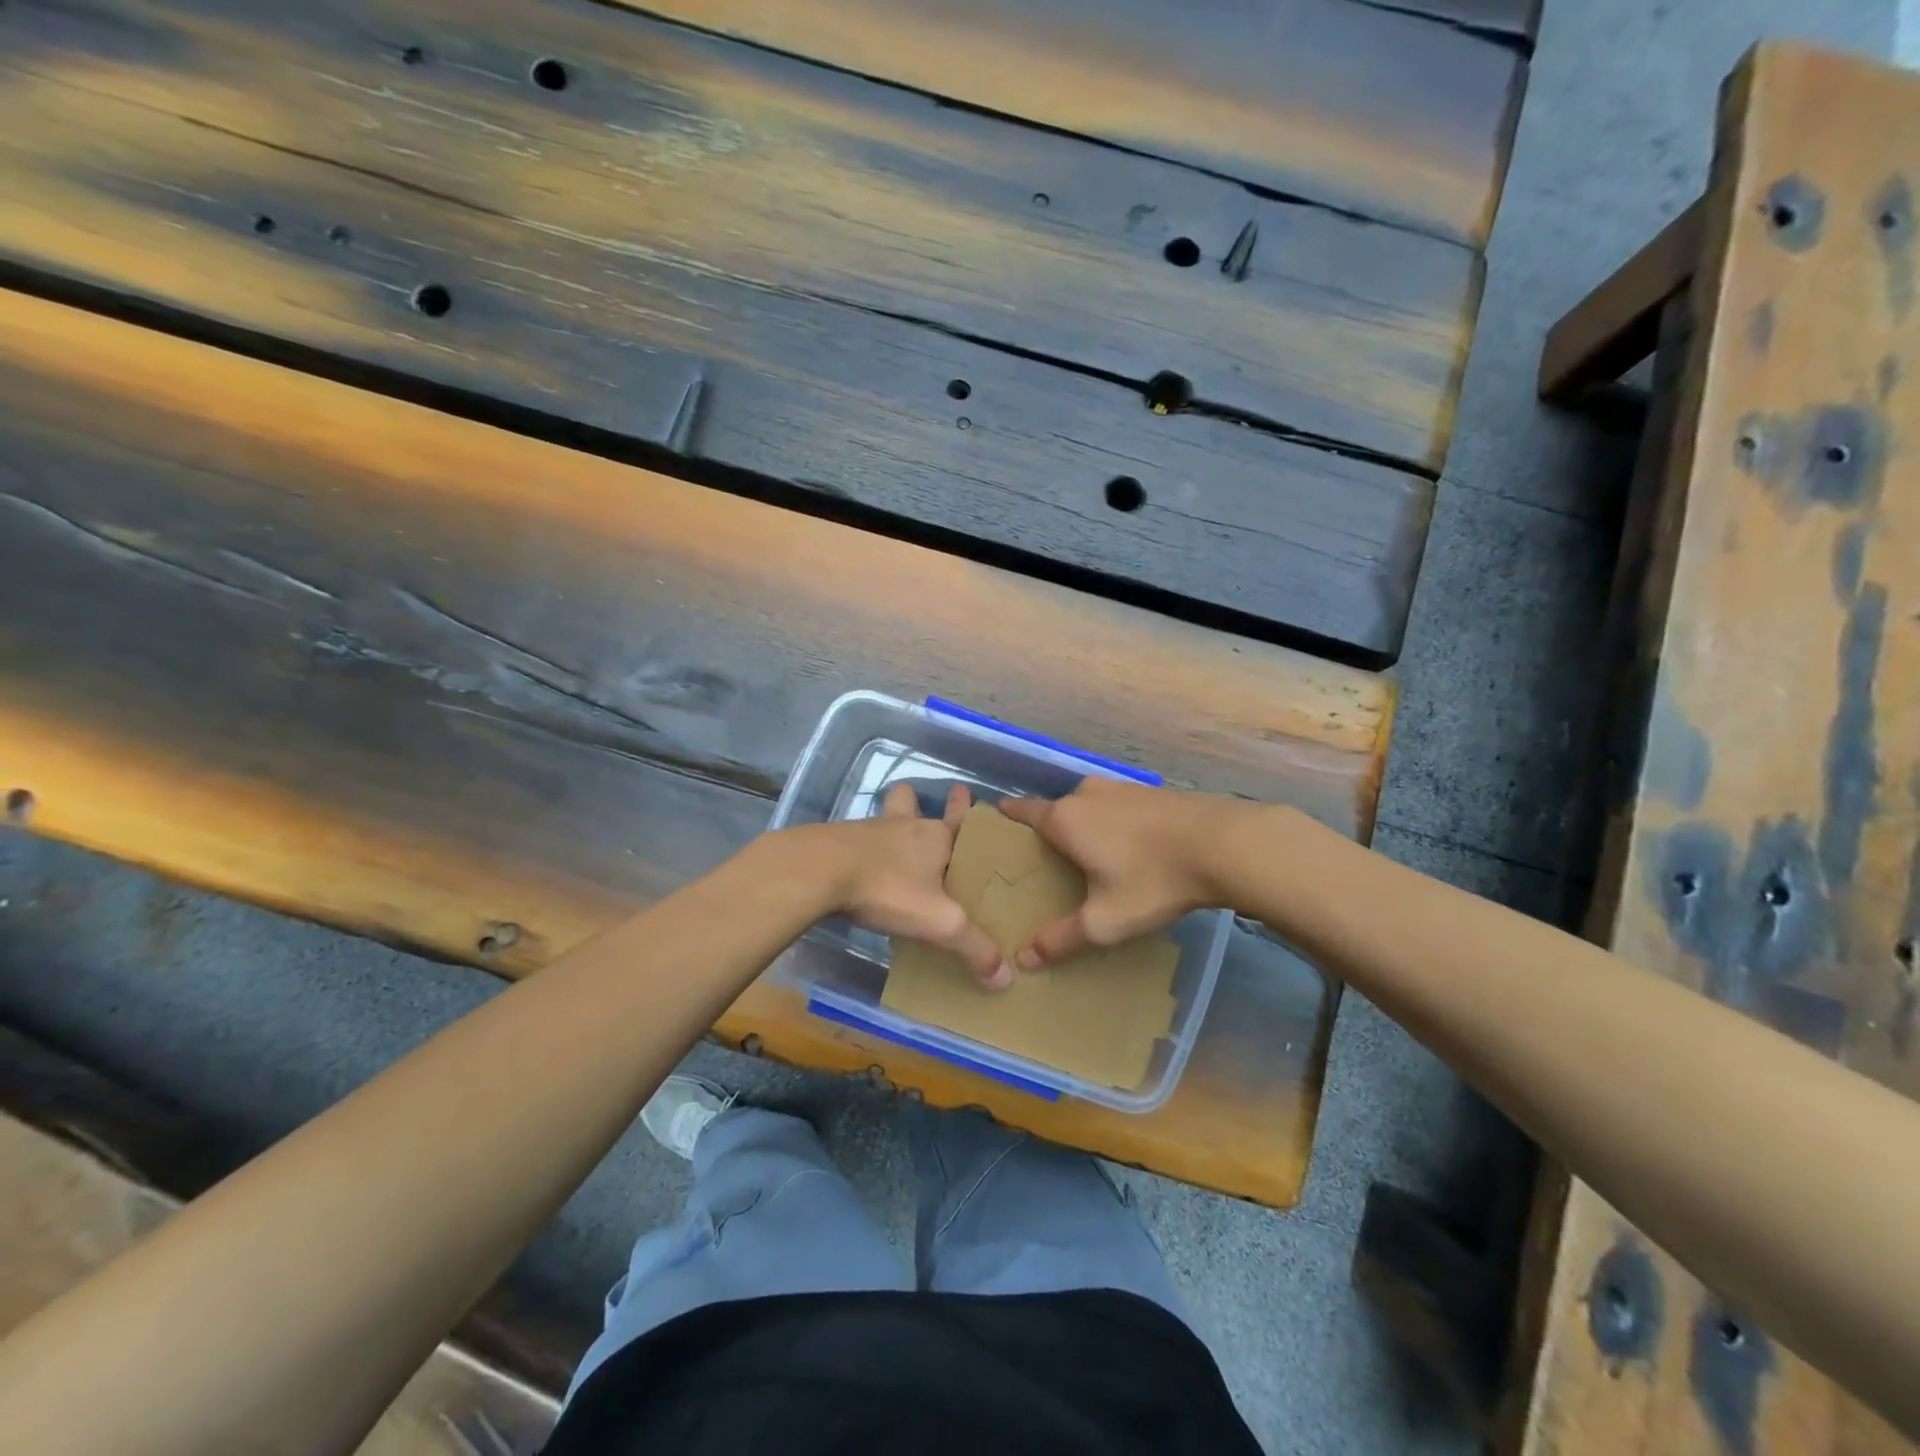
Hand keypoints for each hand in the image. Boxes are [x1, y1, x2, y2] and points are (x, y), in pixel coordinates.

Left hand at [826, 782, 1010, 988]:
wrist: (818, 871)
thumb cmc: (888, 888)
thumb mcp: (938, 923)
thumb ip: (973, 948)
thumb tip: (1006, 978)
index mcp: (935, 838)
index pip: (958, 820)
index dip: (963, 808)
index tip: (965, 792)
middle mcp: (904, 827)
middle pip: (910, 802)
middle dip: (916, 801)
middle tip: (917, 803)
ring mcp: (867, 831)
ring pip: (883, 819)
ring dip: (888, 825)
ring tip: (888, 840)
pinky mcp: (837, 843)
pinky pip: (856, 840)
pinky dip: (861, 849)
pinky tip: (858, 868)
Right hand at [997, 779, 1253, 967]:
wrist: (1224, 844)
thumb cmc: (1152, 880)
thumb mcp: (1104, 921)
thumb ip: (1061, 939)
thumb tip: (1023, 958)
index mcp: (1065, 819)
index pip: (1023, 811)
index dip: (1008, 816)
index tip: (997, 823)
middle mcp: (1087, 794)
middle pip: (1056, 810)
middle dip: (1048, 830)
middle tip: (1046, 860)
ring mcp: (1121, 788)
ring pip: (1089, 805)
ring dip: (1084, 824)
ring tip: (1087, 854)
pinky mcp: (1151, 791)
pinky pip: (1117, 806)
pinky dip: (1112, 822)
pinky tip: (1127, 846)